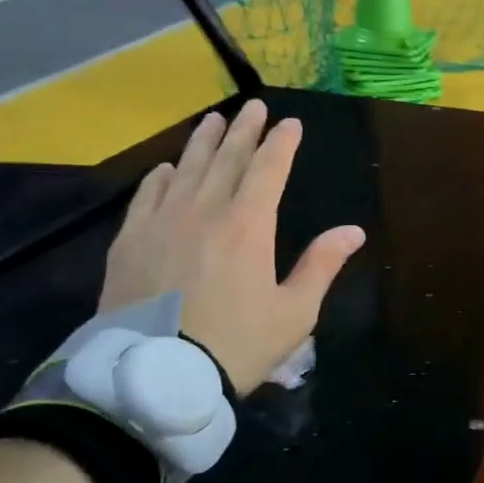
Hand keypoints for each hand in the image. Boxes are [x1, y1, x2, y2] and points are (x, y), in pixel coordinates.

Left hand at [98, 100, 364, 394]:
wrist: (157, 375)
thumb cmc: (236, 345)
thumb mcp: (294, 312)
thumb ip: (321, 265)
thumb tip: (353, 231)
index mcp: (248, 226)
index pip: (268, 170)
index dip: (282, 144)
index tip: (291, 123)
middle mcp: (204, 211)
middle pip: (227, 159)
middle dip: (244, 130)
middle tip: (254, 106)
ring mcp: (162, 222)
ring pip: (187, 168)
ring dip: (204, 141)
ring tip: (214, 119)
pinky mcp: (130, 241)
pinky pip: (148, 195)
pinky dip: (162, 176)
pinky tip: (168, 168)